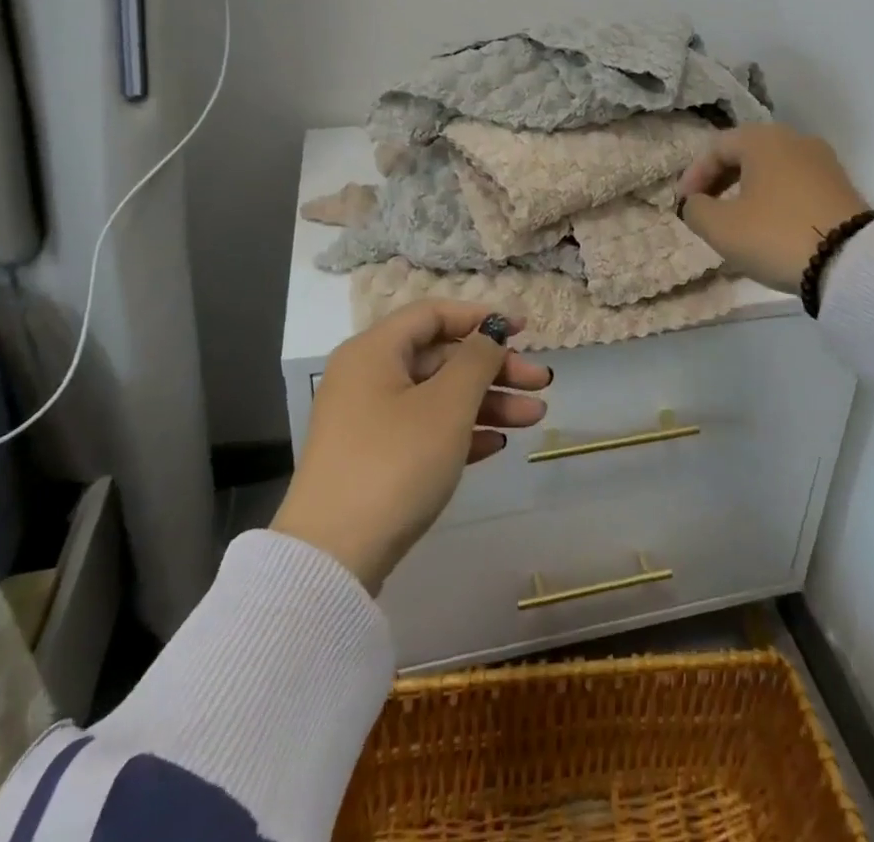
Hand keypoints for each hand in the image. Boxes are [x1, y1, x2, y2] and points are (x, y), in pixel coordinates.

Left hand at [271, 301, 549, 594]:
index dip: (481, 317)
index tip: (524, 331)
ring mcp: (368, 420)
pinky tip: (497, 444)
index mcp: (375, 351)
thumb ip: (477, 360)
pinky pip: (424, 429)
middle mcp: (368, 377)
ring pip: (438, 396)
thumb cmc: (395, 463)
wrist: (332, 559)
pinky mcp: (373, 459)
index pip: (434, 314)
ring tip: (534, 417)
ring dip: (487, 402)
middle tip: (541, 383)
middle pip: (441, 357)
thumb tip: (490, 334)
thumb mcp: (447, 405)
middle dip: (495, 368)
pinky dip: (461, 431)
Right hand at [677, 125, 871, 291]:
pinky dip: (773, 198)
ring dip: (746, 190)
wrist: (851, 262)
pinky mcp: (840, 186)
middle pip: (745, 153)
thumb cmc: (775, 234)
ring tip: (735, 220)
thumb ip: (695, 209)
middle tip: (704, 209)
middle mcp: (794, 139)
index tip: (682, 206)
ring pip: (771, 169)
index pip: (715, 148)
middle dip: (719, 180)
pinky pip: (794, 184)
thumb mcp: (721, 227)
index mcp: (763, 139)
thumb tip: (695, 203)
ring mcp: (822, 162)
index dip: (692, 176)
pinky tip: (769, 225)